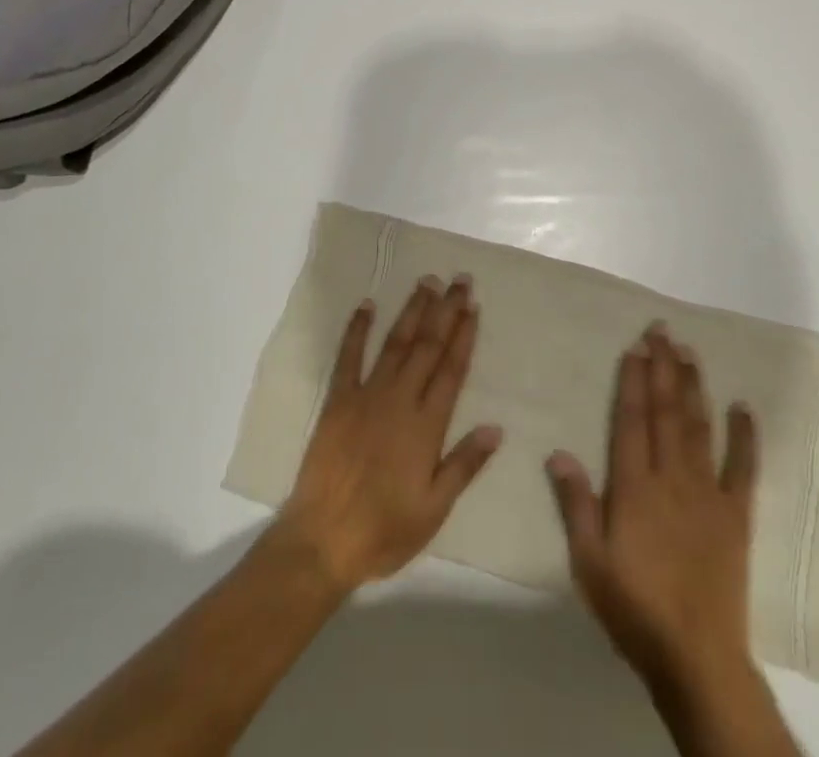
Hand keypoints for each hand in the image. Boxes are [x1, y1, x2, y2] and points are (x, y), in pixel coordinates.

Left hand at [276, 275, 501, 592]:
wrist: (322, 539)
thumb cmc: (384, 530)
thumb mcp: (434, 509)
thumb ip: (464, 465)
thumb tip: (496, 427)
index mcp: (426, 425)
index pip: (451, 369)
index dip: (464, 335)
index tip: (473, 305)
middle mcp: (399, 400)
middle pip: (428, 346)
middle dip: (445, 310)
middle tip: (459, 279)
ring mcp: (366, 396)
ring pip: (395, 343)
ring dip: (412, 310)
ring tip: (427, 282)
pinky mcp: (337, 401)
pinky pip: (348, 357)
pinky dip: (357, 329)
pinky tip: (366, 306)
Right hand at [546, 324, 759, 691]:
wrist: (697, 658)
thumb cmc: (635, 609)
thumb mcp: (589, 562)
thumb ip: (576, 504)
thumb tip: (558, 452)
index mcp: (635, 487)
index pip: (632, 420)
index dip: (633, 380)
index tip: (635, 347)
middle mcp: (672, 478)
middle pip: (666, 412)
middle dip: (663, 367)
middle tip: (661, 330)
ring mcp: (708, 494)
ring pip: (699, 427)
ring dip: (693, 386)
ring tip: (688, 351)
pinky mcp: (736, 515)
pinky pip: (743, 468)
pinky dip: (745, 436)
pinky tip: (743, 407)